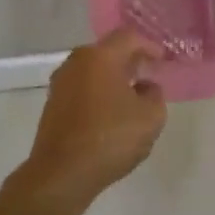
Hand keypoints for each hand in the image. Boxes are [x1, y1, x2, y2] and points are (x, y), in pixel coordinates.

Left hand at [17, 29, 166, 208]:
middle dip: (129, 60)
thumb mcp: (151, 117)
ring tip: (130, 95)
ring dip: (112, 78)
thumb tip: (144, 87)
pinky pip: (81, 89)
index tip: (162, 60)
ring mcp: (60, 85)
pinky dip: (97, 94)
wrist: (60, 176)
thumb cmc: (110, 138)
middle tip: (147, 73)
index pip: (129, 37)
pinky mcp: (52, 107)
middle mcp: (76, 63)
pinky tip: (109, 113)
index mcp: (101, 56)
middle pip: (108, 51)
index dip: (149, 46)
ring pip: (92, 71)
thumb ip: (155, 94)